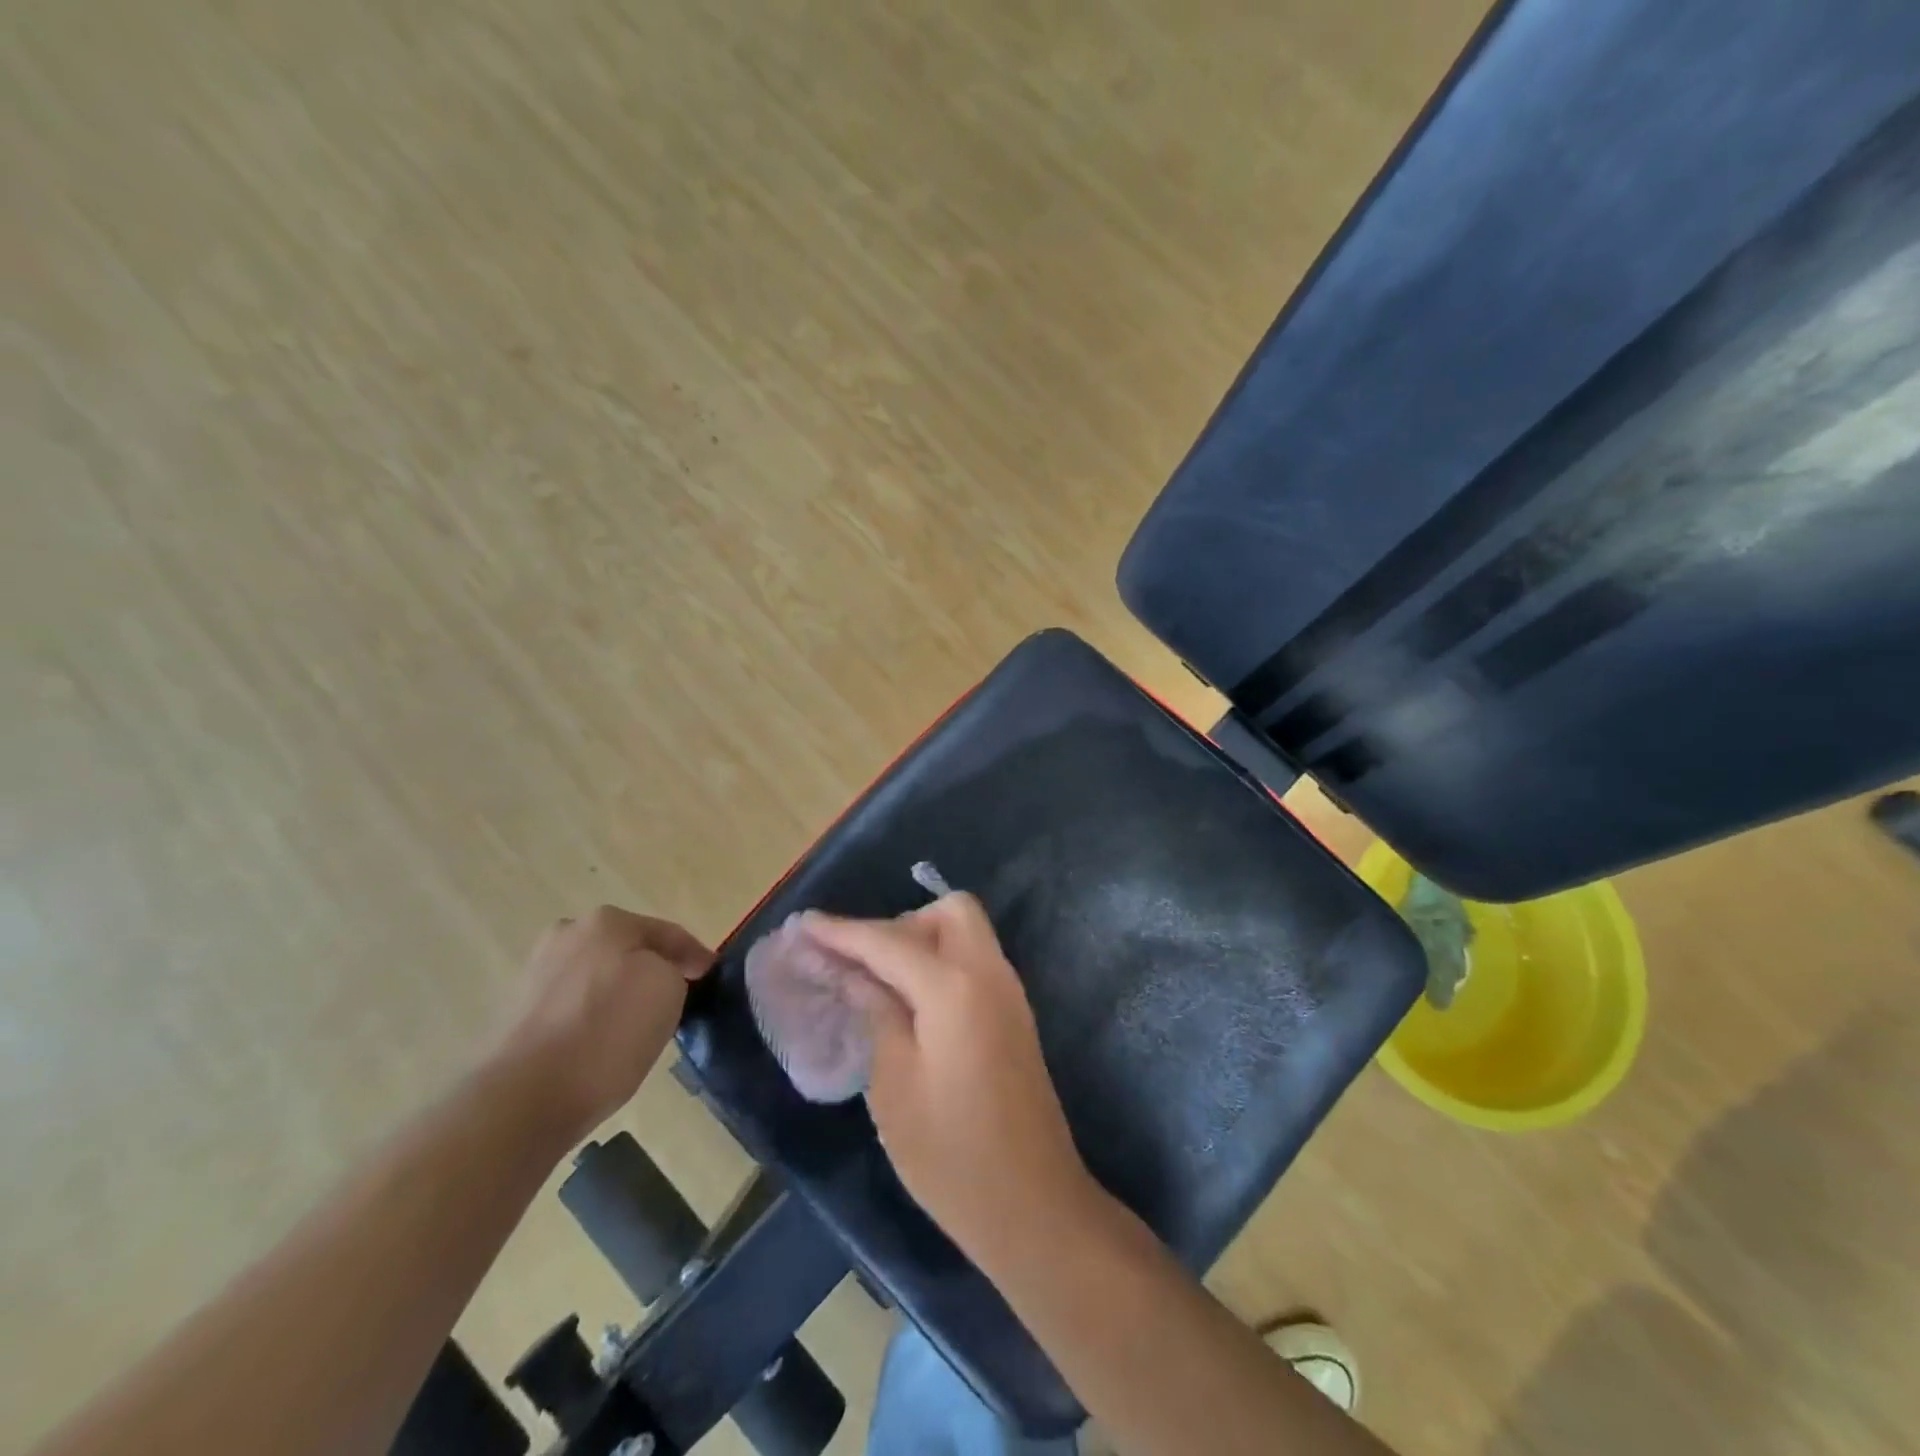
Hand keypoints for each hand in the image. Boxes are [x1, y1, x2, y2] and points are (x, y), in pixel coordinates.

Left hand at [489, 906, 712, 1146]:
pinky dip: (593, 1018)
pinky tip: (603, 1045)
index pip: (668, 933)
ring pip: (599, 978)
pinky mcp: (518, 1014)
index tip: (712, 977)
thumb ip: (673, 969)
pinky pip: (574, 1007)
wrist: (526, 1098)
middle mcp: (568, 935)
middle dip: (653, 970)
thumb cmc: (609, 1031)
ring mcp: (537, 973)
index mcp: (606, 920)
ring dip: (620, 993)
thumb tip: (658, 977)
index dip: (696, 956)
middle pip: (628, 950)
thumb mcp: (669, 988)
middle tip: (678, 999)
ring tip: (640, 1027)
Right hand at [804, 896, 1097, 1263]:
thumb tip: (856, 974)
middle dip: (901, 923)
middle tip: (862, 964)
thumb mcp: (894, 1087)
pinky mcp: (1015, 1015)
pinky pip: (975, 962)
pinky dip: (942, 963)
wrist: (1033, 1207)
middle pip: (949, 912)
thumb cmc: (951, 1156)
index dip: (841, 931)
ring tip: (880, 983)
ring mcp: (1010, 993)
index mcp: (955, 988)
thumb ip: (876, 1014)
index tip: (802, 924)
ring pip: (966, 933)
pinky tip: (912, 1003)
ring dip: (922, 941)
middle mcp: (990, 974)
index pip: (888, 941)